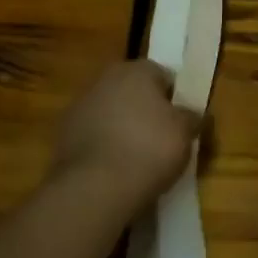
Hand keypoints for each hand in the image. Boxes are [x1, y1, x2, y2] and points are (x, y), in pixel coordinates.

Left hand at [50, 61, 199, 215]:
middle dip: (145, 109)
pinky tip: (114, 168)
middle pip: (133, 91)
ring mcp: (79, 106)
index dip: (174, 98)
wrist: (95, 187)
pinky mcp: (62, 134)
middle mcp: (105, 79)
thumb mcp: (185, 133)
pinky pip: (93, 134)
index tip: (181, 121)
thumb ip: (192, 117)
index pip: (163, 75)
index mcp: (136, 70)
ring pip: (110, 111)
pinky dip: (103, 145)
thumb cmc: (149, 149)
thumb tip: (194, 114)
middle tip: (161, 137)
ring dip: (122, 126)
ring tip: (137, 158)